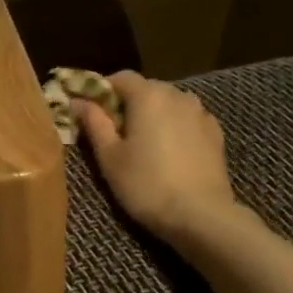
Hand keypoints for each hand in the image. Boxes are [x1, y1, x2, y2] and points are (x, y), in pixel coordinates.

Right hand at [75, 71, 240, 241]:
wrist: (200, 214)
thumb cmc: (145, 185)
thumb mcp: (110, 157)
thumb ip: (94, 123)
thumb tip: (77, 101)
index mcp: (148, 96)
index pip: (121, 77)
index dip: (102, 90)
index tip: (90, 111)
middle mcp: (177, 95)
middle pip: (146, 89)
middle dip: (128, 104)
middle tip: (113, 133)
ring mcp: (201, 113)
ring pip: (169, 104)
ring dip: (153, 115)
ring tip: (142, 144)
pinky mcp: (215, 133)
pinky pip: (187, 120)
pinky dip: (173, 127)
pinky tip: (168, 153)